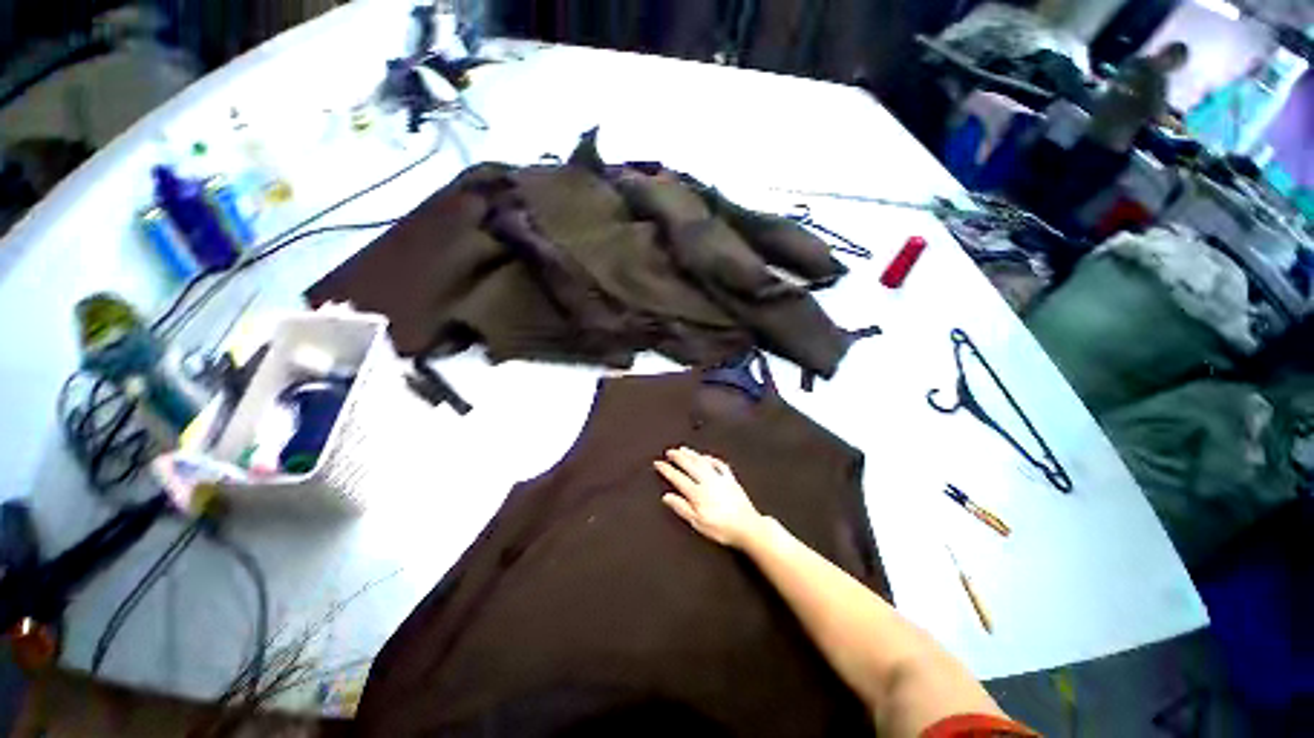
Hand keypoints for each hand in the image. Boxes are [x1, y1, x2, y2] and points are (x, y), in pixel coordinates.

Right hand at [654, 447, 765, 548]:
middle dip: (678, 457)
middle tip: (669, 451)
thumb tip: (667, 497)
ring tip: (683, 449)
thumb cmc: (721, 528)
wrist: (747, 527)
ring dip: (692, 454)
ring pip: (703, 462)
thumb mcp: (697, 523)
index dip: (667, 469)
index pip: (678, 478)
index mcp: (697, 493)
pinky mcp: (731, 479)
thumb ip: (681, 508)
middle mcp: (707, 482)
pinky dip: (711, 459)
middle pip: (689, 465)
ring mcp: (720, 478)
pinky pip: (720, 464)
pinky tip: (706, 457)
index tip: (658, 463)